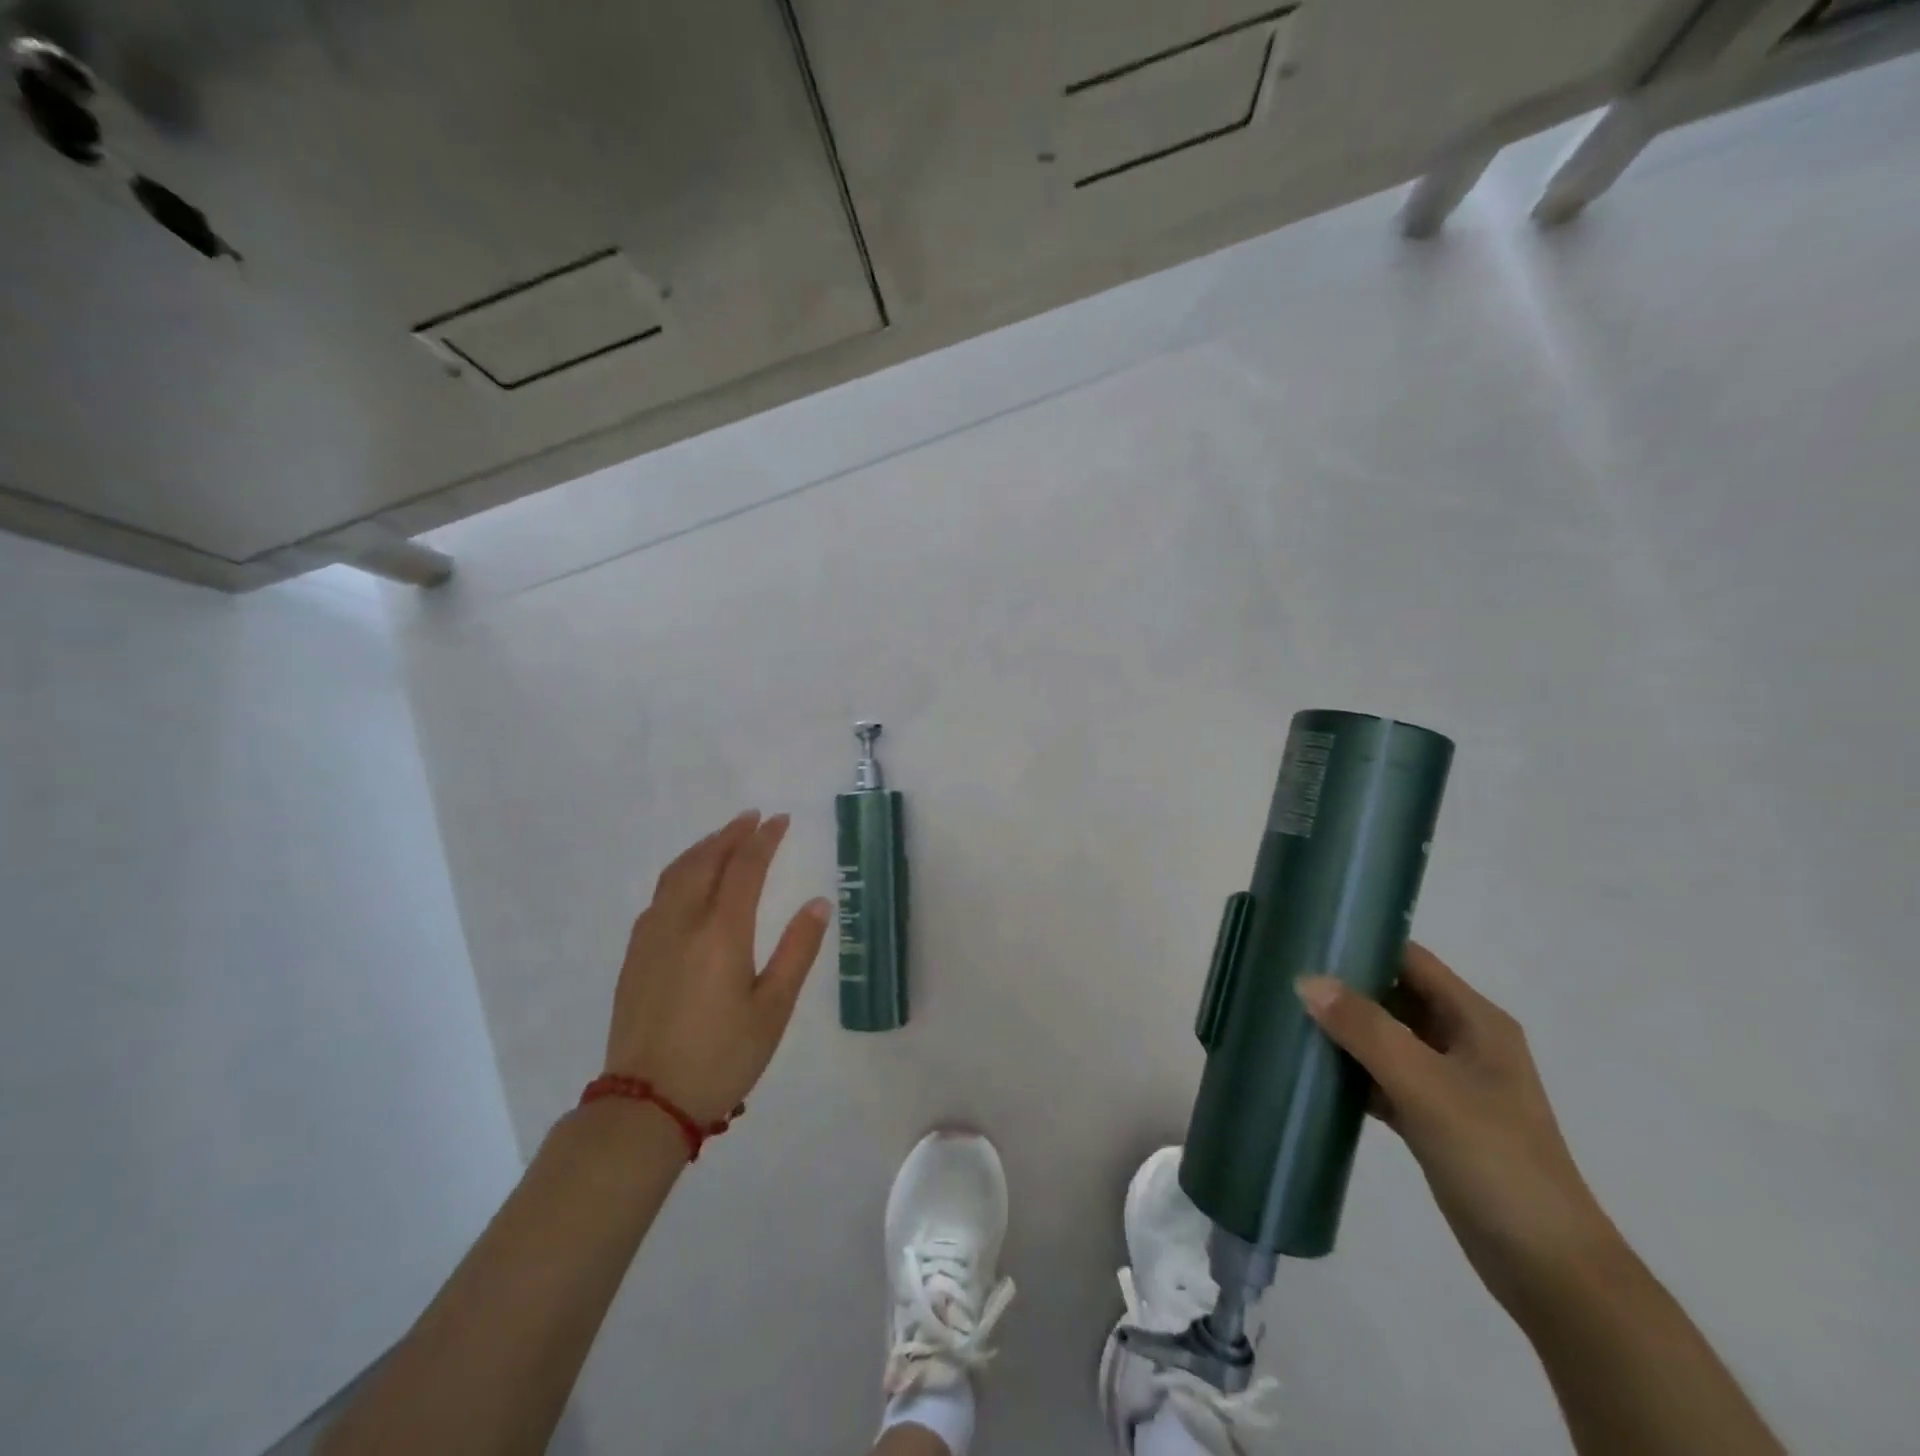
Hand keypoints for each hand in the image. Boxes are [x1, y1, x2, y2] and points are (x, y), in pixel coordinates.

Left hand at [604, 811, 831, 1125]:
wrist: (646, 1102)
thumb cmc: (722, 1056)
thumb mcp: (774, 1008)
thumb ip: (798, 950)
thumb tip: (819, 903)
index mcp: (722, 932)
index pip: (745, 867)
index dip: (765, 839)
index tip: (780, 820)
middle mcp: (683, 922)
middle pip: (706, 861)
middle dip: (731, 834)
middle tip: (752, 818)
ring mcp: (652, 937)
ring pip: (676, 874)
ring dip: (703, 849)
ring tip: (722, 839)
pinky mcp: (635, 956)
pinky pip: (659, 896)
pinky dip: (680, 873)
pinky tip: (688, 884)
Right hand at [1297, 945, 1622, 1319]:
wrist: (1550, 1270)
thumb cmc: (1494, 1160)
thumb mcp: (1426, 1086)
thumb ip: (1366, 1030)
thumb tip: (1306, 980)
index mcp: (1475, 1020)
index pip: (1410, 959)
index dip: (1361, 944)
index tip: (1305, 940)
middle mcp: (1463, 1041)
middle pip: (1393, 995)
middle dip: (1342, 987)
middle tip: (1283, 978)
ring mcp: (1450, 1082)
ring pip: (1385, 1037)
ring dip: (1343, 1030)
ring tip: (1286, 1017)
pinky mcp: (1435, 1118)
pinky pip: (1383, 1077)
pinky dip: (1352, 1071)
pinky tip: (1312, 1073)